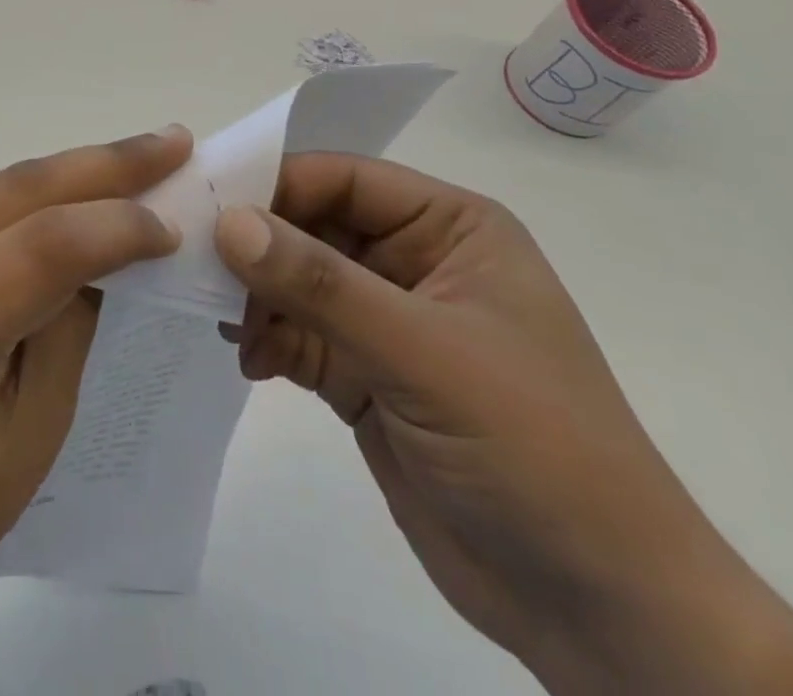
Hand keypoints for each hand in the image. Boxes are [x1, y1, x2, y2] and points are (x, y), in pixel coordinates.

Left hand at [0, 125, 190, 695]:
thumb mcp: (33, 434)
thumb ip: (71, 323)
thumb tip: (111, 240)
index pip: (37, 250)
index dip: (114, 226)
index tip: (174, 222)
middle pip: (12, 194)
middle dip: (102, 165)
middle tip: (173, 143)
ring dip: (68, 178)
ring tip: (138, 163)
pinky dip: (25, 205)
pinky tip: (69, 202)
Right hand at [214, 156, 792, 695]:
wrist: (600, 613)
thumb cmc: (534, 449)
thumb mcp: (426, 353)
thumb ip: (321, 285)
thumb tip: (227, 222)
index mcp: (448, 227)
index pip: (342, 179)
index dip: (274, 184)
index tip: (204, 205)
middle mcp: (412, 260)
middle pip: (311, 226)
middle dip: (255, 244)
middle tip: (192, 262)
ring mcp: (385, 320)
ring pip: (296, 280)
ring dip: (255, 294)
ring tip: (219, 315)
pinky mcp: (363, 374)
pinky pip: (297, 333)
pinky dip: (265, 338)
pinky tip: (246, 357)